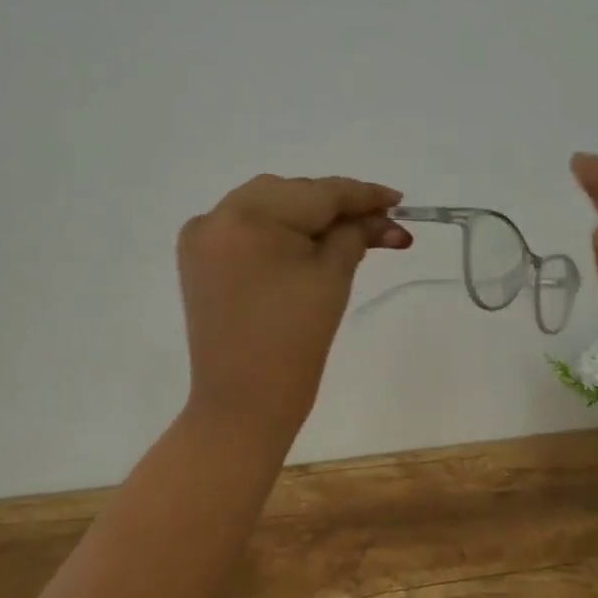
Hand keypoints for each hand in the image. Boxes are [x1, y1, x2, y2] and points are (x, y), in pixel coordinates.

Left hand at [177, 174, 410, 455]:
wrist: (242, 404)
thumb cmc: (294, 342)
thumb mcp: (332, 278)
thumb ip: (356, 234)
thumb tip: (379, 217)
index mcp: (249, 216)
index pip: (318, 193)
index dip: (363, 195)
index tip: (398, 199)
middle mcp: (217, 215)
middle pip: (292, 194)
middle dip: (337, 207)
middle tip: (381, 224)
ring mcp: (202, 237)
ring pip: (269, 207)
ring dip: (309, 216)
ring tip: (351, 233)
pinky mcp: (199, 259)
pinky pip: (247, 228)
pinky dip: (279, 230)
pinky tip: (308, 243)